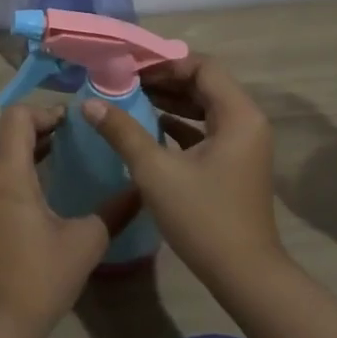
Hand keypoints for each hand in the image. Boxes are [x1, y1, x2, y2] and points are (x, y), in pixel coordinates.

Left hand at [0, 106, 139, 337]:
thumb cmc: (40, 278)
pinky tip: (47, 193)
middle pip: (9, 136)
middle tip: (78, 138)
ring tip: (67, 159)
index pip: (16, 117)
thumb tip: (141, 188)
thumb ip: (115, 210)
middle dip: (43, 130)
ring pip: (2, 159)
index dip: (45, 111)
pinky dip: (20, 174)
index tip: (74, 123)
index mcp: (7, 174)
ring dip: (31, 153)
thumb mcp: (86, 241)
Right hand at [81, 56, 284, 285]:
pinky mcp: (235, 163)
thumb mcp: (156, 172)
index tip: (130, 66)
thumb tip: (89, 104)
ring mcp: (244, 144)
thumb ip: (123, 132)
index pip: (203, 67)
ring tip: (131, 98)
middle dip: (165, 80)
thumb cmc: (203, 217)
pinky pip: (207, 130)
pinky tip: (150, 126)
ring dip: (171, 101)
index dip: (165, 63)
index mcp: (238, 115)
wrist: (244, 274)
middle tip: (125, 80)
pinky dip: (180, 124)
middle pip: (205, 84)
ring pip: (205, 107)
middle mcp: (247, 122)